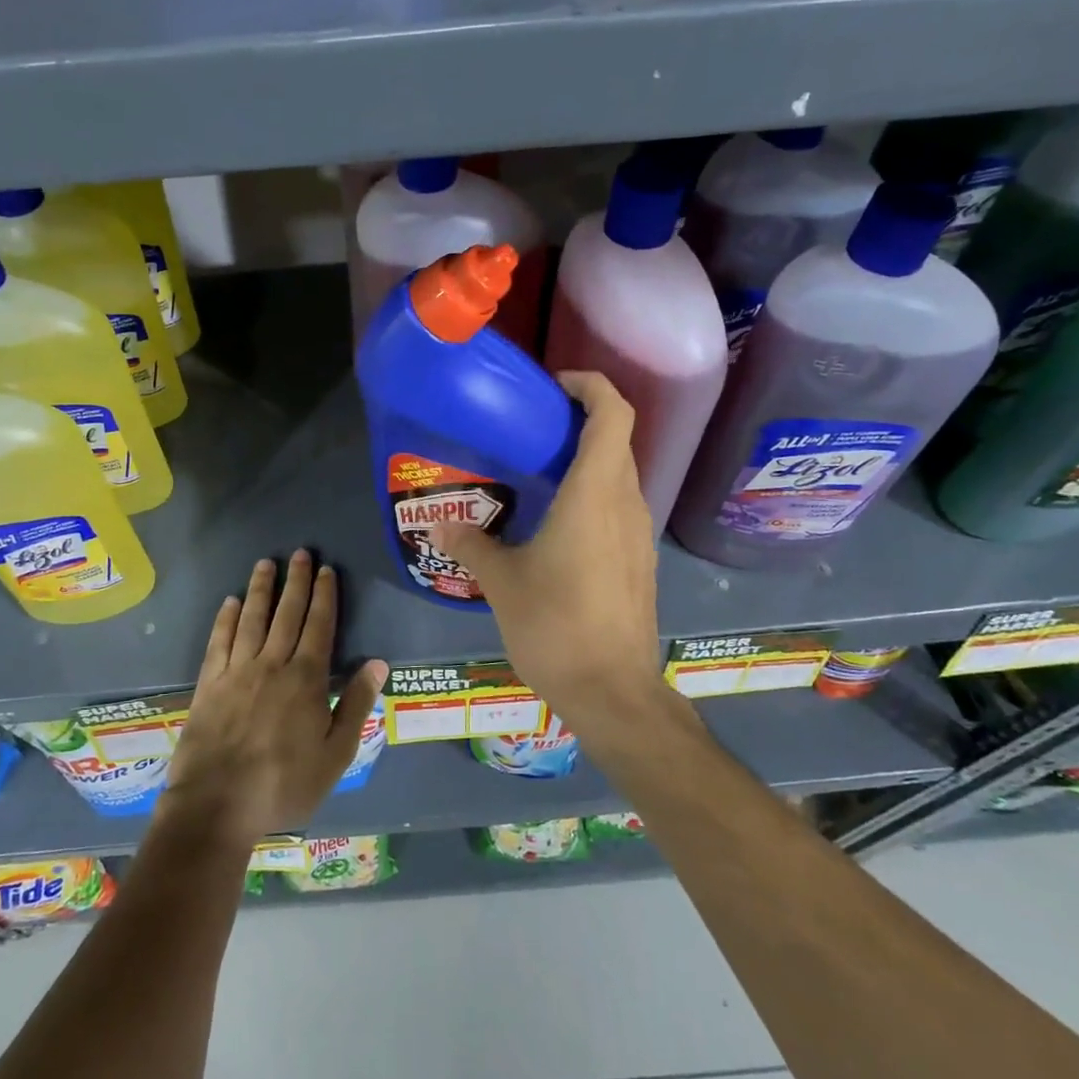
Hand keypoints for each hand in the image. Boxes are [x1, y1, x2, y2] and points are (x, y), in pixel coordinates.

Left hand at [159, 550, 387, 849]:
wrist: (217, 805)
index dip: (324, 596)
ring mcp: (237, 671)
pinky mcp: (209, 683)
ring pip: (252, 619)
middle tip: (300, 553)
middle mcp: (272, 664)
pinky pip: (219, 641)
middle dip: (296, 582)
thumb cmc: (284, 784)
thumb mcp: (335, 754)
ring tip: (266, 563)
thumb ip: (356, 705)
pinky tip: (230, 602)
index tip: (326, 570)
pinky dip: (226, 618)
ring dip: (261, 589)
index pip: (319, 626)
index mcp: (306, 679)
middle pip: (287, 613)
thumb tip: (377, 662)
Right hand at [433, 372, 666, 723]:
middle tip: (532, 427)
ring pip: (620, 474)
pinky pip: (619, 506)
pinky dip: (593, 493)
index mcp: (594, 494)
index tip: (555, 385)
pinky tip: (557, 522)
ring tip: (538, 471)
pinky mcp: (639, 560)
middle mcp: (625, 503)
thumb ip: (471, 545)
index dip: (591, 385)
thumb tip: (438, 526)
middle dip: (581, 420)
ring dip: (587, 459)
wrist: (614, 693)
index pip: (613, 414)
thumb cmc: (556, 626)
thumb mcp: (502, 582)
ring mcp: (638, 534)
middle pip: (617, 439)